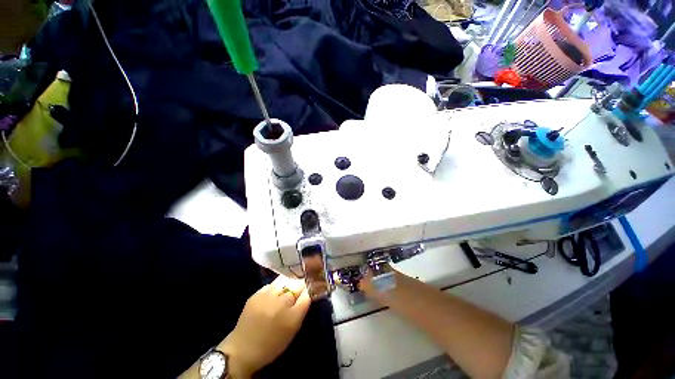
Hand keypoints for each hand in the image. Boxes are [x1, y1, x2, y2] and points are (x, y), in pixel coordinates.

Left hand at [219, 276, 310, 377]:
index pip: (308, 293)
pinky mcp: (256, 294)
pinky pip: (272, 284)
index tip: (309, 289)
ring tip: (286, 290)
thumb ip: (301, 309)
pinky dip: (275, 288)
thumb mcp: (292, 329)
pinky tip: (274, 295)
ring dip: (288, 284)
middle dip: (300, 286)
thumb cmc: (272, 343)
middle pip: (297, 285)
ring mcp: (267, 297)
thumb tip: (308, 291)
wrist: (243, 349)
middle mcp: (281, 303)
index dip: (310, 289)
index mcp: (292, 317)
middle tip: (298, 290)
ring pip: (285, 280)